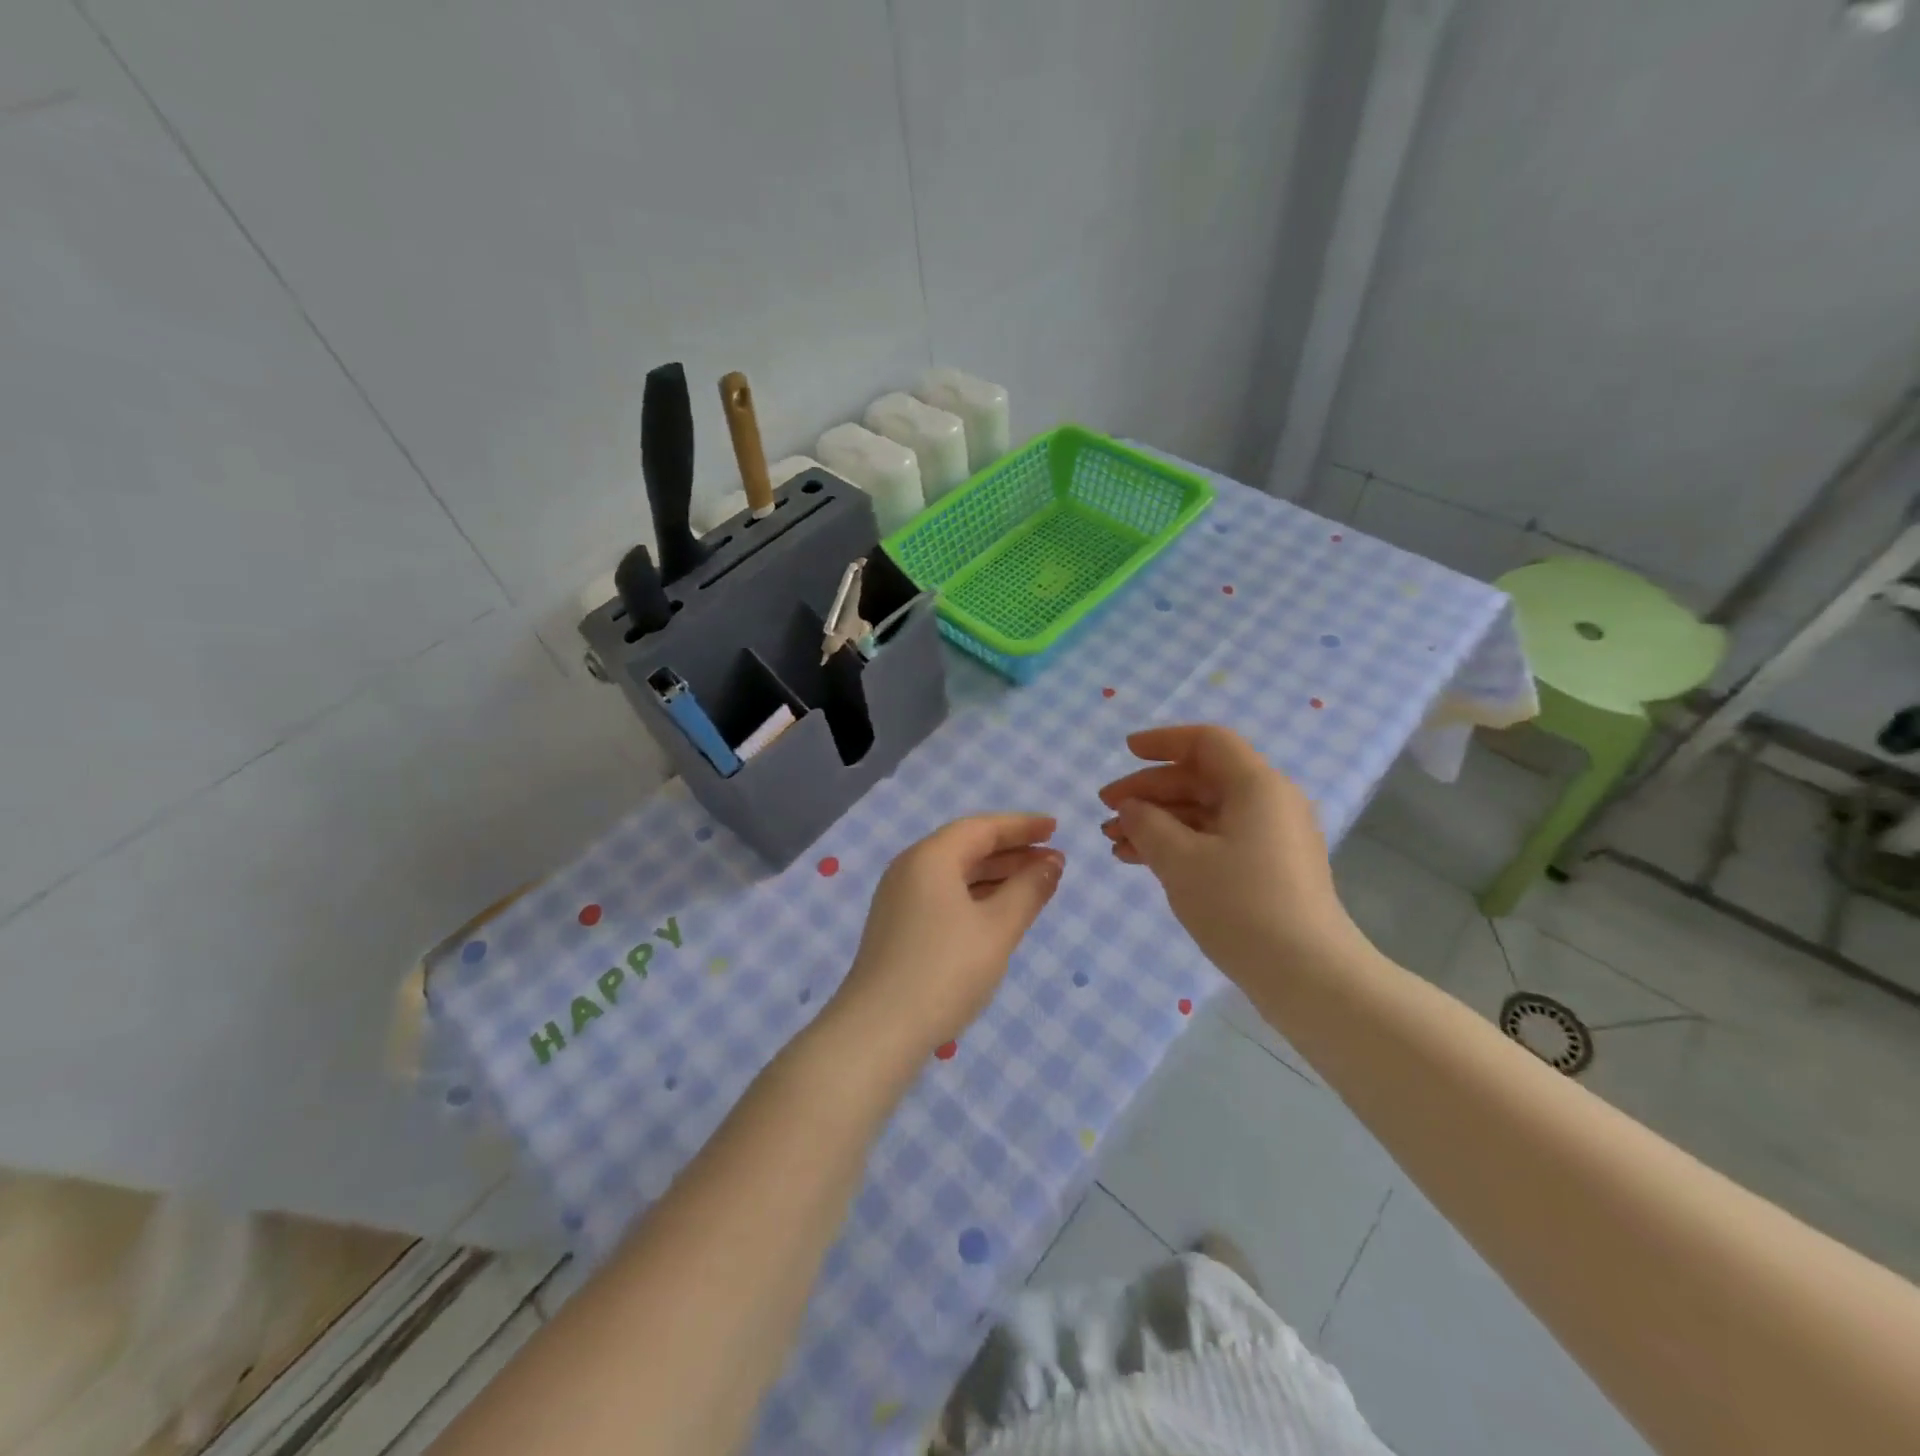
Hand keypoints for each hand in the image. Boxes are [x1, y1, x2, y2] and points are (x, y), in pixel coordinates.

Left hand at [830, 814, 1063, 1060]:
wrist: (878, 1031)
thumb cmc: (945, 971)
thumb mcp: (997, 929)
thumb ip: (1028, 891)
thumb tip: (1051, 863)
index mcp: (930, 857)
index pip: (981, 828)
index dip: (1022, 826)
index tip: (1055, 828)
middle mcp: (910, 869)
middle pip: (967, 847)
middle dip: (1012, 851)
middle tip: (1053, 860)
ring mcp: (900, 899)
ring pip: (955, 874)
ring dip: (996, 875)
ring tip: (1035, 885)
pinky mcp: (898, 927)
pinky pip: (944, 896)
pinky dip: (976, 896)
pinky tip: (999, 913)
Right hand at [1097, 725, 1363, 978]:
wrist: (1308, 977)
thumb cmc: (1241, 906)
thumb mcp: (1180, 861)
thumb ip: (1147, 824)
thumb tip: (1131, 807)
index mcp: (1257, 786)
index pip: (1207, 742)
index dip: (1163, 742)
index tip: (1125, 752)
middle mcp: (1269, 803)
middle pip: (1201, 778)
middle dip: (1149, 791)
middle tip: (1106, 810)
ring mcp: (1271, 838)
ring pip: (1204, 813)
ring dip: (1158, 822)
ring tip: (1114, 842)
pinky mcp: (1269, 870)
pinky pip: (1216, 840)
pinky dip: (1179, 844)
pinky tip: (1141, 861)